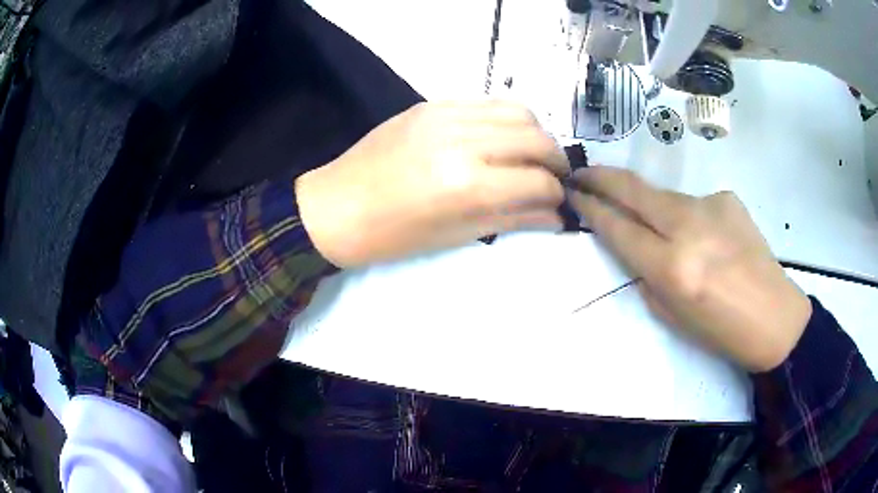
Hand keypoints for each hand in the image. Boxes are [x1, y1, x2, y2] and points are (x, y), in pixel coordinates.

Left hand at [296, 101, 569, 266]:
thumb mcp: (456, 235)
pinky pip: (485, 102)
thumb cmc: (392, 236)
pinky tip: (499, 138)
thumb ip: (512, 219)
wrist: (334, 207)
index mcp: (467, 184)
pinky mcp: (430, 104)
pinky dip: (505, 119)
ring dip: (535, 134)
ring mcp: (445, 114)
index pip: (537, 180)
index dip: (556, 195)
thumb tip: (555, 216)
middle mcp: (462, 140)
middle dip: (555, 160)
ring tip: (530, 155)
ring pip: (517, 110)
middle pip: (536, 137)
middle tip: (553, 177)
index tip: (558, 203)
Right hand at [568, 166, 812, 372]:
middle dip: (602, 179)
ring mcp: (711, 206)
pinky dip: (689, 218)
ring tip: (661, 229)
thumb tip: (634, 246)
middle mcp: (689, 228)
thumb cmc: (720, 331)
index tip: (574, 194)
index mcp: (673, 268)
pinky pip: (694, 203)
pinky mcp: (727, 198)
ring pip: (664, 196)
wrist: (773, 316)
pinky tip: (707, 239)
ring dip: (650, 205)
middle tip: (582, 173)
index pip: (619, 228)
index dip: (592, 208)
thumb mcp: (671, 316)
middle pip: (634, 190)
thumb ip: (646, 276)